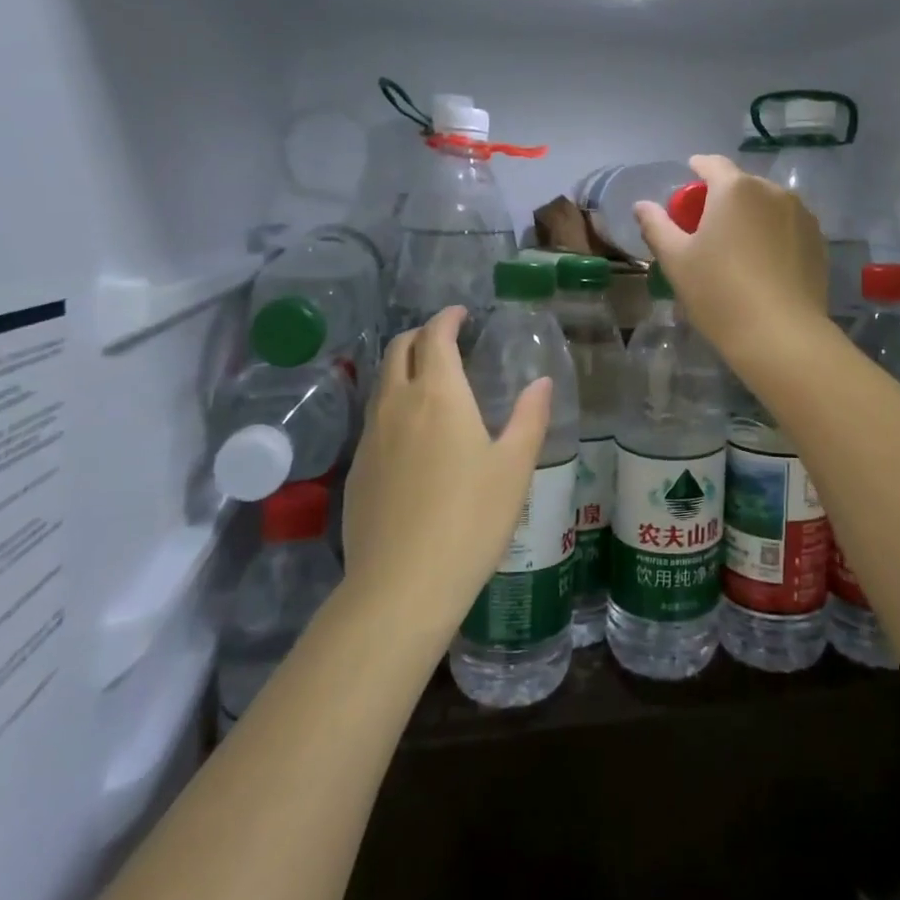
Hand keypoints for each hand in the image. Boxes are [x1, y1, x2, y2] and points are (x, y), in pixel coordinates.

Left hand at [340, 306, 552, 633]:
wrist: (402, 585)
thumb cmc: (470, 519)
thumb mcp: (514, 467)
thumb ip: (529, 417)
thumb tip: (542, 381)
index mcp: (439, 395)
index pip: (436, 336)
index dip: (448, 318)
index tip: (461, 314)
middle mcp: (397, 404)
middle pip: (398, 349)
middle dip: (420, 335)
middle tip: (444, 339)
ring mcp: (371, 437)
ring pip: (382, 383)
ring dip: (403, 367)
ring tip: (429, 380)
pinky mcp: (357, 468)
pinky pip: (374, 418)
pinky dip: (393, 404)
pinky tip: (412, 434)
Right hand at [633, 154, 830, 365]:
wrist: (781, 335)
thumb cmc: (719, 292)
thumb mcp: (676, 260)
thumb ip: (656, 226)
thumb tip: (641, 205)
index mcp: (735, 189)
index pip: (712, 164)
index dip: (696, 169)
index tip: (687, 182)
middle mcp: (773, 191)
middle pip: (741, 185)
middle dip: (722, 198)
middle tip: (706, 227)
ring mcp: (802, 216)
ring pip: (767, 206)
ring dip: (750, 216)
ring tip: (737, 248)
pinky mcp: (818, 242)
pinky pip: (787, 227)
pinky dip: (772, 235)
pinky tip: (763, 265)